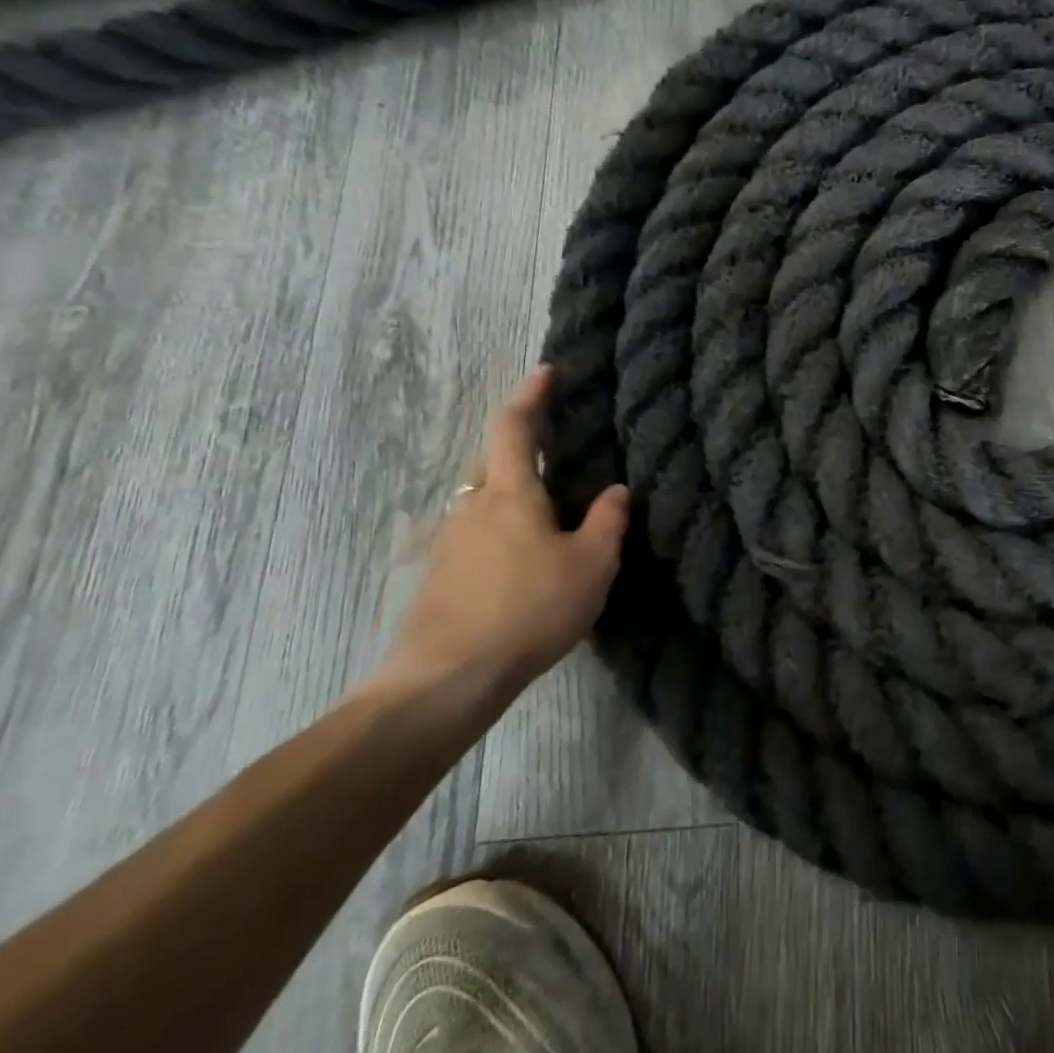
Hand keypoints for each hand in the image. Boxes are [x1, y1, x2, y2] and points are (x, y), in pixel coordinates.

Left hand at [380, 366, 628, 707]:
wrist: (446, 680)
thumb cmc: (529, 610)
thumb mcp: (590, 565)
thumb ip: (607, 522)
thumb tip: (615, 491)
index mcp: (511, 493)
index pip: (514, 427)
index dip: (530, 395)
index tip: (545, 372)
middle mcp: (473, 507)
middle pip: (493, 462)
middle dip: (520, 450)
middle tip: (554, 458)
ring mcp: (450, 542)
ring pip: (482, 502)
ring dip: (510, 497)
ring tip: (545, 518)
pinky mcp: (438, 577)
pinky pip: (474, 536)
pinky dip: (498, 533)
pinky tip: (519, 564)